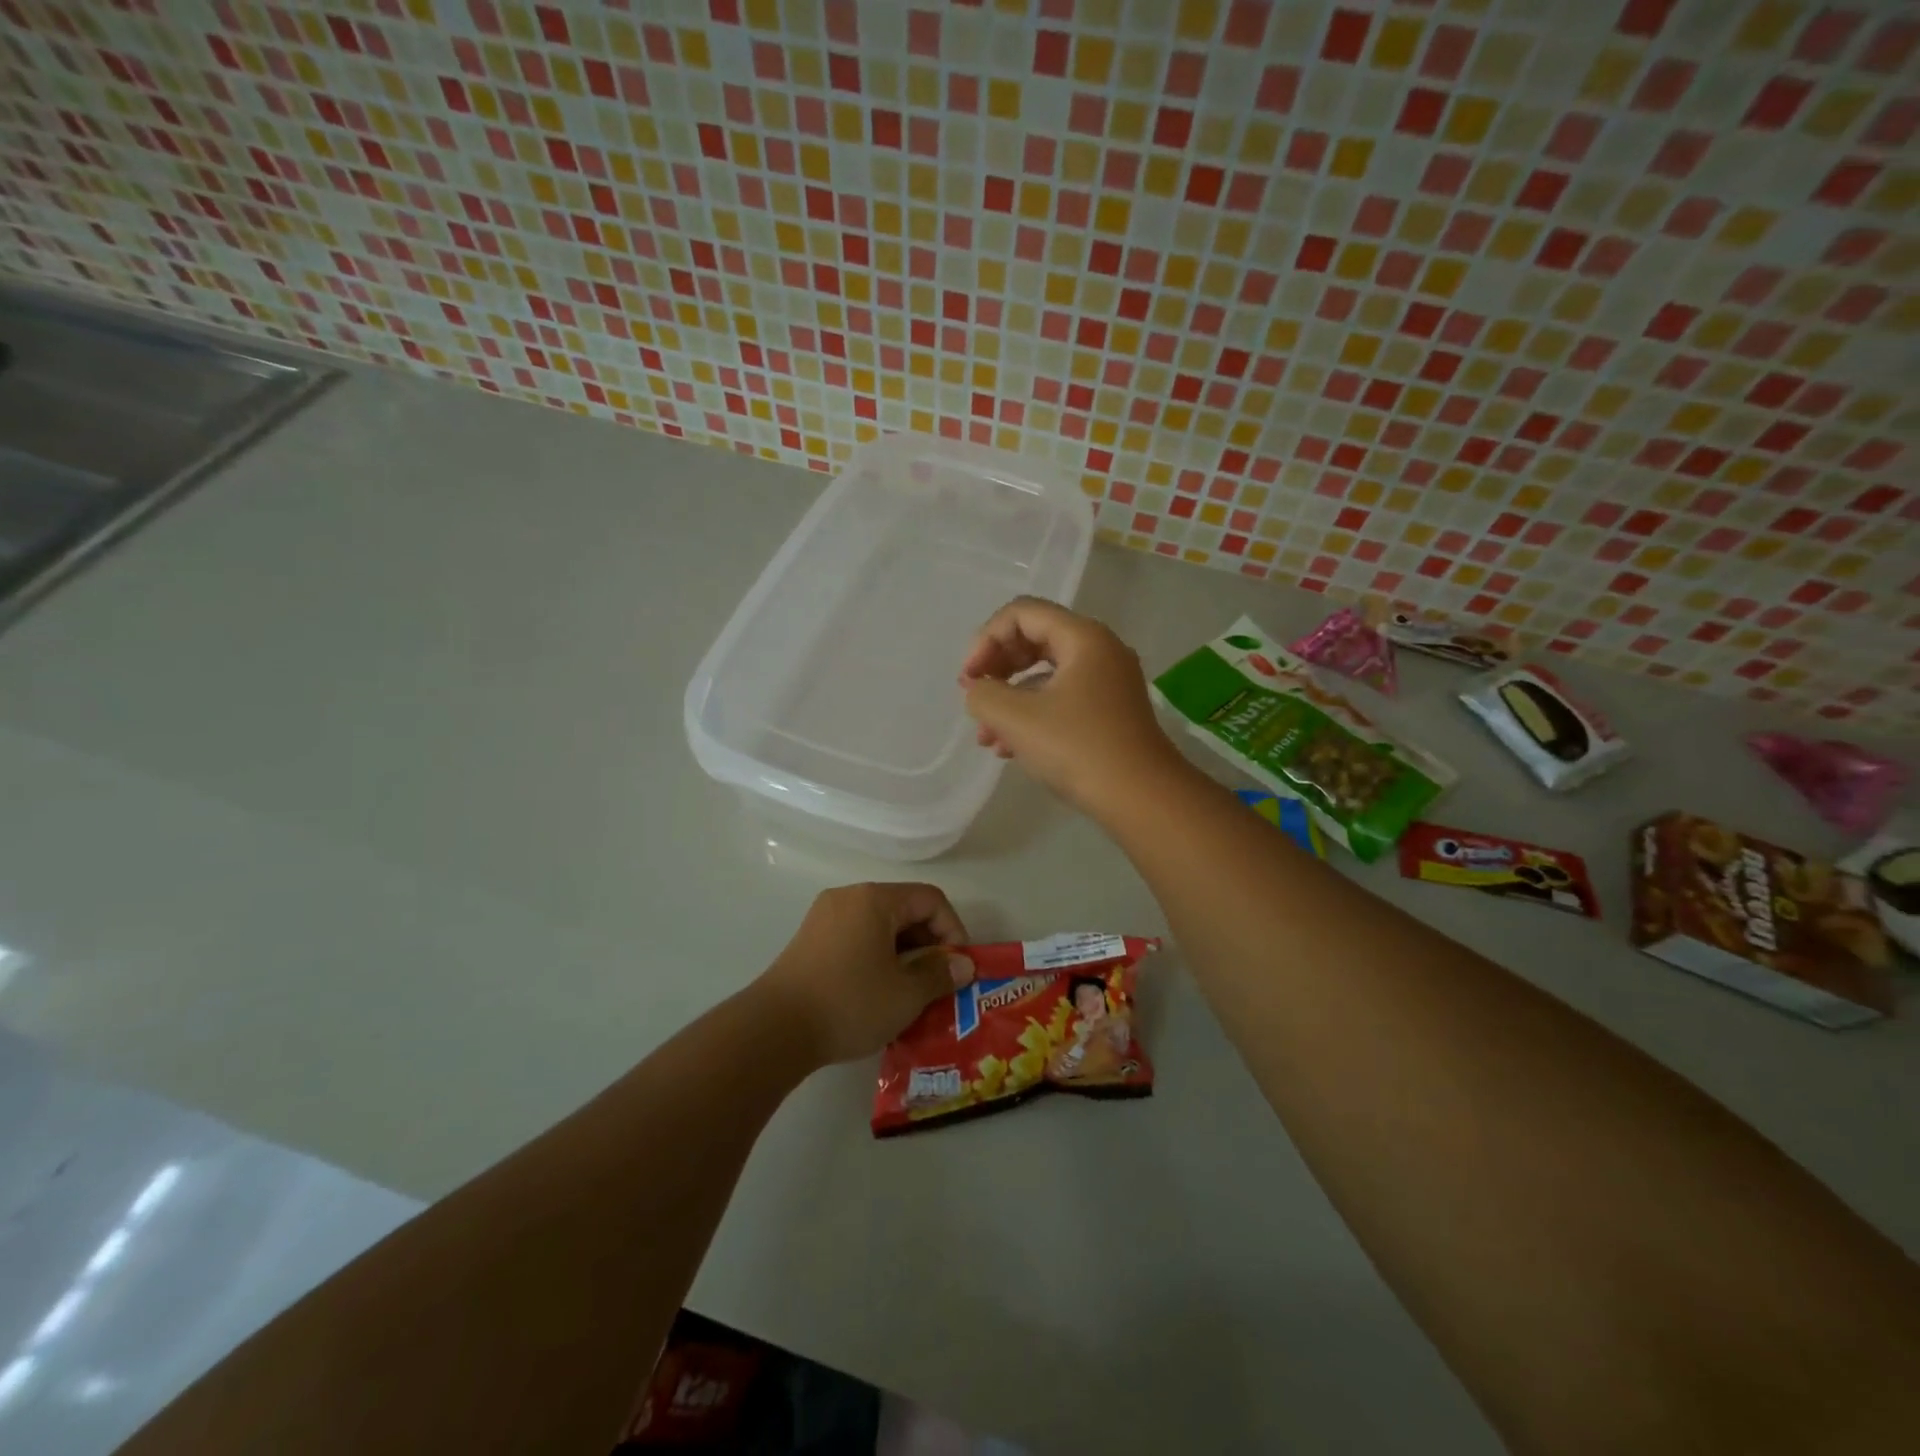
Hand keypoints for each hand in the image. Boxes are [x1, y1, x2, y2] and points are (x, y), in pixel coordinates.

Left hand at [758, 883, 975, 1066]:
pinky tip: (878, 993)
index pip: (930, 900)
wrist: (774, 1029)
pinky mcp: (809, 941)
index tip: (957, 968)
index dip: (953, 930)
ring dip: (903, 954)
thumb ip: (940, 974)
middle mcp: (849, 897)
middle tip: (938, 983)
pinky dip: (877, 958)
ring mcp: (824, 917)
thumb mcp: (906, 993)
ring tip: (911, 993)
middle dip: (928, 944)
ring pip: (880, 927)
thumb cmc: (849, 1002)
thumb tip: (963, 966)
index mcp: (875, 899)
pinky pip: (856, 939)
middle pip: (904, 909)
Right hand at [960, 597, 1183, 817]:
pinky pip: (1061, 699)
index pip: (1021, 613)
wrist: (1142, 799)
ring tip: (987, 738)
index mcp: (1083, 637)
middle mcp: (1100, 650)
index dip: (985, 640)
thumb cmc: (1078, 749)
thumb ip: (983, 695)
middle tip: (976, 700)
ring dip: (1009, 700)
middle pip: (1033, 640)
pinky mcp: (1110, 712)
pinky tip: (1010, 750)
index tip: (969, 680)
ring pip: (1045, 675)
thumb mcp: (1017, 719)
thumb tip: (978, 690)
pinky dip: (1032, 716)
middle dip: (996, 669)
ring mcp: (1108, 682)